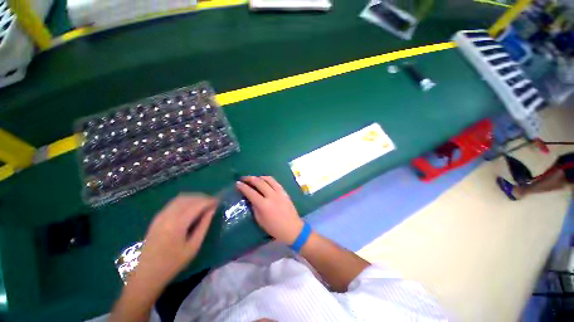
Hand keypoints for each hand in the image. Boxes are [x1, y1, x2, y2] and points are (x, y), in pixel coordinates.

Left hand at [132, 194, 217, 290]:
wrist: (147, 274)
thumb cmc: (173, 263)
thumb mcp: (193, 246)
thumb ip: (204, 225)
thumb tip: (212, 210)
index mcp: (177, 223)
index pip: (197, 204)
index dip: (209, 201)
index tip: (218, 202)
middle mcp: (168, 215)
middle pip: (188, 198)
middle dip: (203, 198)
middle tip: (212, 203)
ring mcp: (160, 215)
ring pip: (180, 198)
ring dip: (194, 198)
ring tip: (203, 204)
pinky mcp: (157, 218)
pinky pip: (173, 203)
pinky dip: (185, 201)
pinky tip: (190, 208)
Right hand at [237, 176, 302, 244]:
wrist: (292, 228)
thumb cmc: (274, 228)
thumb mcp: (260, 220)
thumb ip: (255, 208)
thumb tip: (251, 199)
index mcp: (264, 205)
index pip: (251, 192)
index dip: (243, 187)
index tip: (237, 183)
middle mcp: (271, 196)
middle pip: (259, 182)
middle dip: (250, 178)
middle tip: (244, 178)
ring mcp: (279, 192)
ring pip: (269, 179)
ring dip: (260, 177)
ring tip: (254, 178)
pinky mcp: (285, 192)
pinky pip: (275, 182)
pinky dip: (269, 179)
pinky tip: (265, 180)